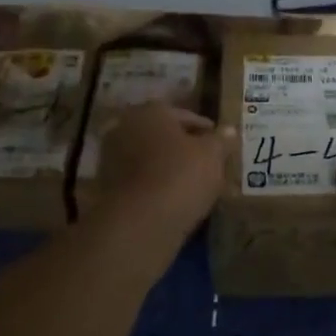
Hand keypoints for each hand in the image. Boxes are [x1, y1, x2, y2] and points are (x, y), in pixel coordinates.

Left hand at [95, 103, 229, 250]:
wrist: (139, 224)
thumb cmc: (180, 176)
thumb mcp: (212, 155)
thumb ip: (221, 139)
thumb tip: (228, 130)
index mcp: (150, 111)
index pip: (184, 115)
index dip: (205, 129)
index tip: (220, 143)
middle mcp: (125, 128)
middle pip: (163, 135)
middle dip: (183, 147)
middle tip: (207, 162)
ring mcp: (111, 159)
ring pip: (150, 158)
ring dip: (168, 167)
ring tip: (193, 183)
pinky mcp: (106, 189)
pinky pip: (140, 180)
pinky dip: (156, 185)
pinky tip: (174, 198)